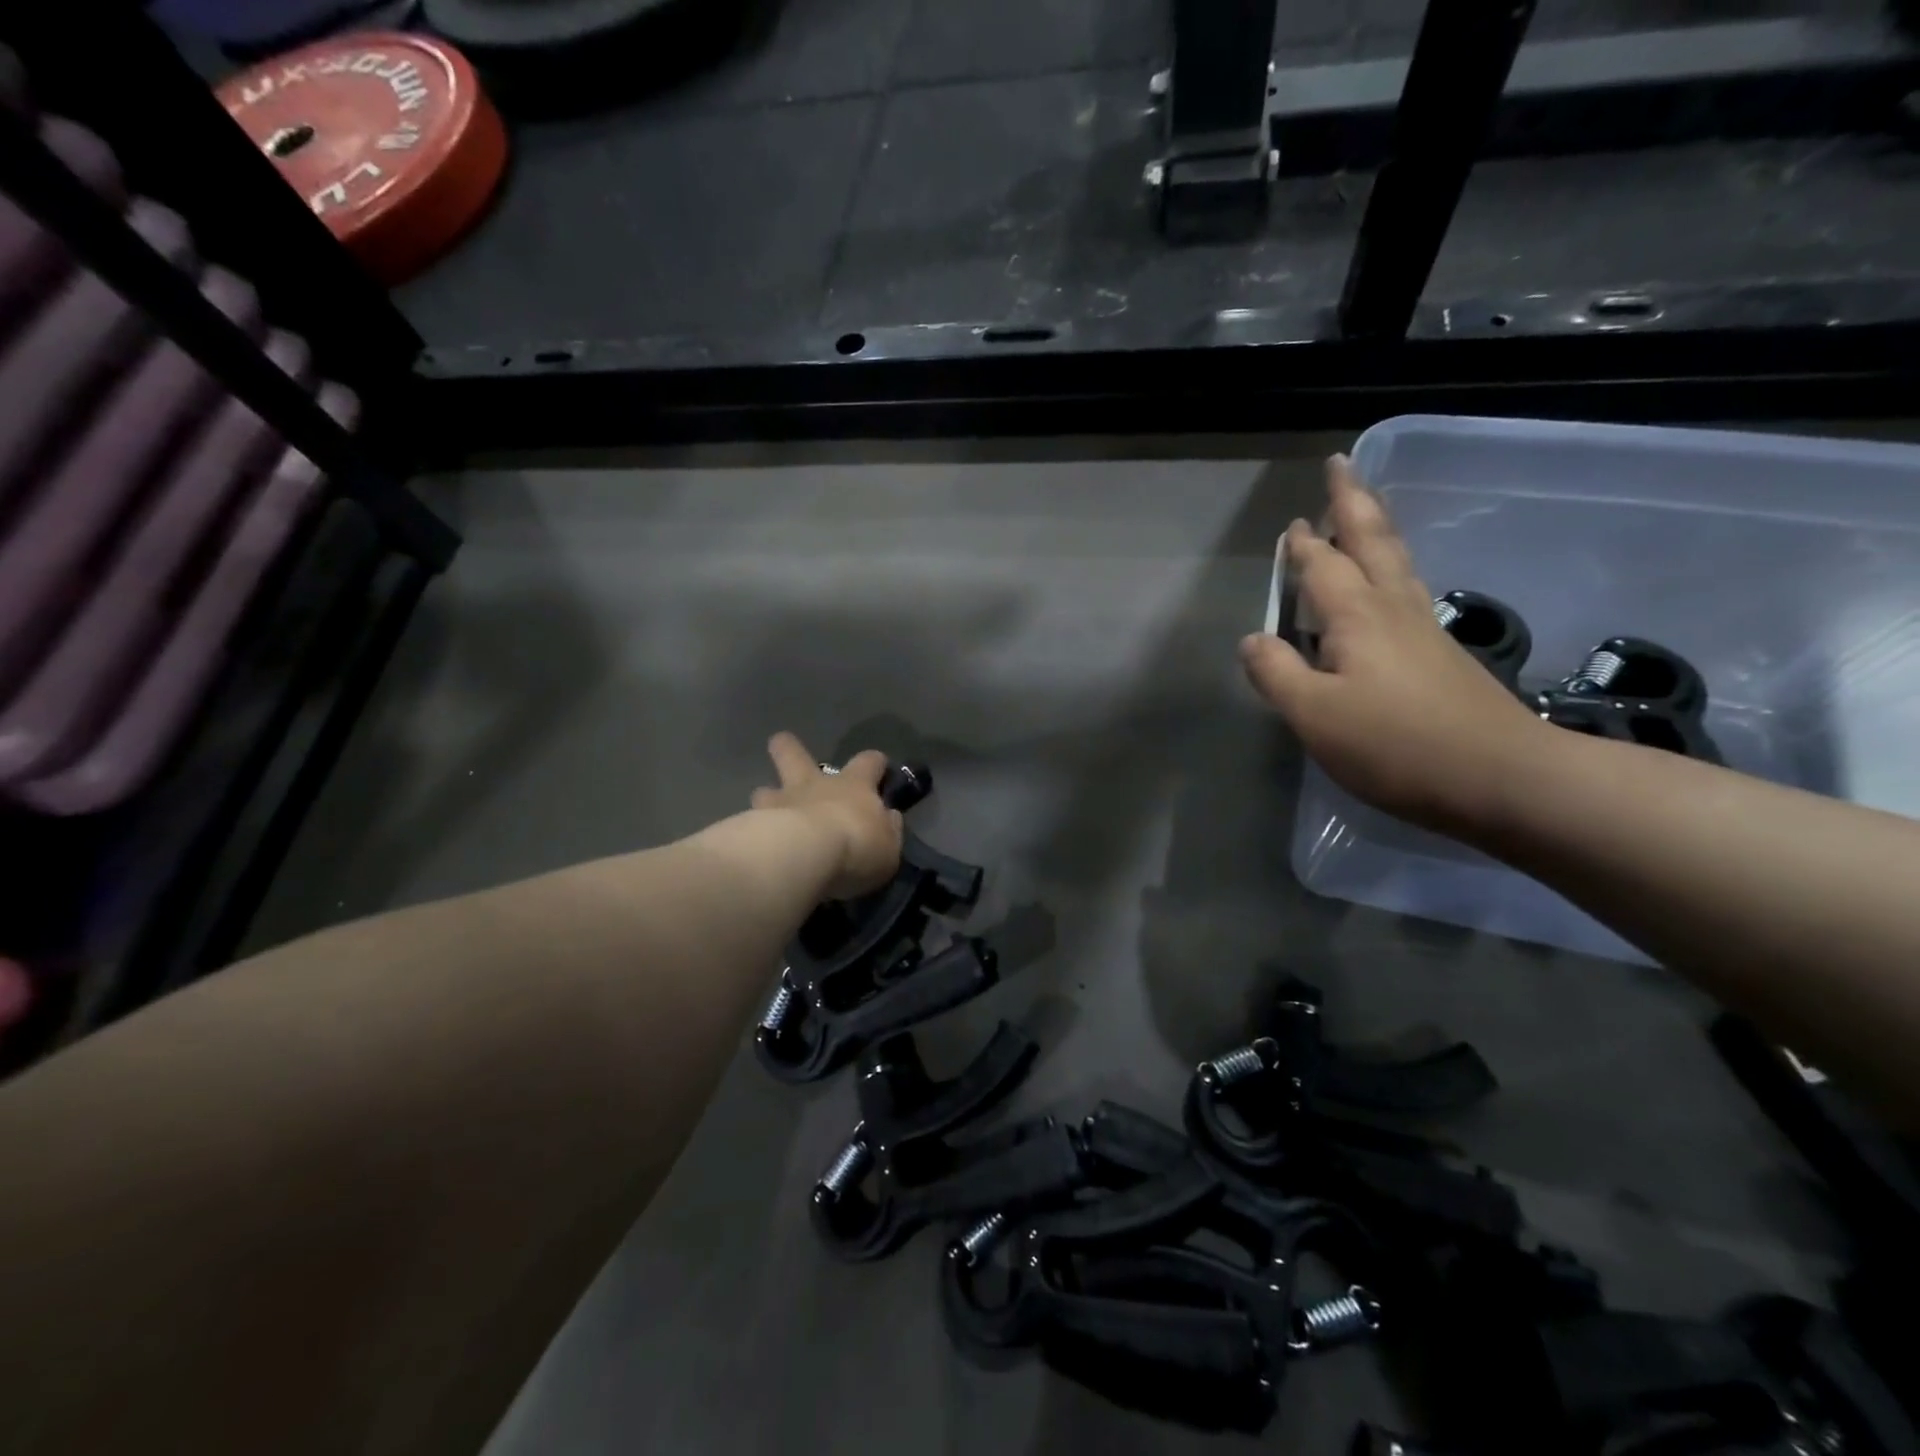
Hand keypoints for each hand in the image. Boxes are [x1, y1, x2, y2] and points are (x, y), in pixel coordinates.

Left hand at [751, 732, 904, 898]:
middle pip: (796, 755)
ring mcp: (780, 802)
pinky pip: (751, 823)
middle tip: (781, 742)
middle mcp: (814, 785)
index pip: (869, 762)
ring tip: (766, 810)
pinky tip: (755, 844)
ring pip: (765, 789)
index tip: (879, 766)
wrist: (805, 855)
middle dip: (789, 747)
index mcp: (853, 786)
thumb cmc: (856, 847)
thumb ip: (888, 830)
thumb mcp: (888, 847)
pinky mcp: (753, 825)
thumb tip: (889, 818)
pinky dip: (752, 830)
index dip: (875, 763)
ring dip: (767, 796)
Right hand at [1239, 455, 1546, 835]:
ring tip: (1364, 512)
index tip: (1292, 523)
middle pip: (1371, 542)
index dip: (1302, 545)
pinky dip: (1392, 568)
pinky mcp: (1442, 656)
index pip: (1321, 566)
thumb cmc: (1394, 744)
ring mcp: (1423, 631)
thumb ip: (1276, 673)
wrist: (1500, 777)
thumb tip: (1252, 639)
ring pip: (1396, 562)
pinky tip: (1389, 584)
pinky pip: (1407, 591)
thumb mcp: (1314, 714)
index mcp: (1356, 617)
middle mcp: (1392, 609)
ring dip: (1376, 530)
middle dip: (1352, 503)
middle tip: (1342, 466)